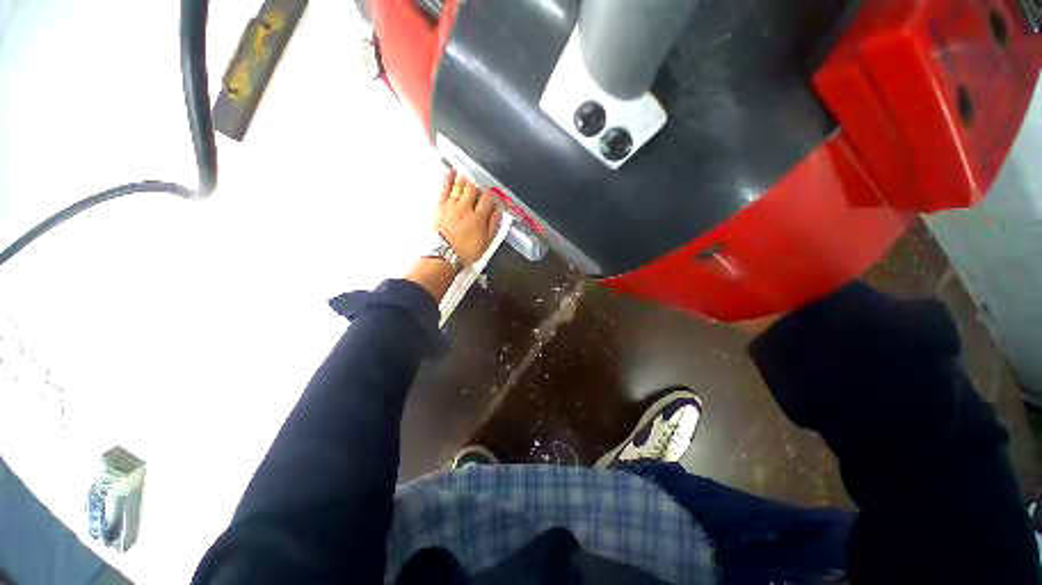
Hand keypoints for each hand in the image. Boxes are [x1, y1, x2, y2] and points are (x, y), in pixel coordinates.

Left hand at [435, 171, 502, 265]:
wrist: (444, 255)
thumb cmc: (466, 251)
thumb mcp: (487, 242)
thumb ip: (494, 224)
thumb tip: (499, 209)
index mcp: (479, 217)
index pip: (489, 198)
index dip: (494, 191)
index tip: (496, 187)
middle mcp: (466, 208)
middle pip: (475, 188)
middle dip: (481, 180)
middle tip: (484, 175)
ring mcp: (452, 205)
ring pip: (461, 185)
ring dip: (466, 176)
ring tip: (471, 170)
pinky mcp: (440, 205)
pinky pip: (444, 187)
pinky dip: (448, 177)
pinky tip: (452, 171)